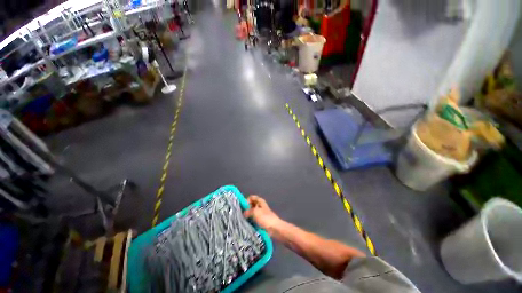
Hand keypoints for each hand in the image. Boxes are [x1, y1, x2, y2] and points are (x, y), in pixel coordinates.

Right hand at [243, 195, 280, 231]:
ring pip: (252, 211)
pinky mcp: (261, 220)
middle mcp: (260, 205)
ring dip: (248, 214)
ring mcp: (261, 213)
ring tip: (243, 219)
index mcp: (260, 201)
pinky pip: (254, 218)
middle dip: (246, 208)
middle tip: (241, 213)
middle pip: (251, 204)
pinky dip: (250, 219)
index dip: (247, 200)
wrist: (274, 228)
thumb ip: (248, 211)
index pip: (251, 197)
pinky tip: (247, 223)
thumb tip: (244, 213)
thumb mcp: (255, 212)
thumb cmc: (265, 218)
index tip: (242, 207)